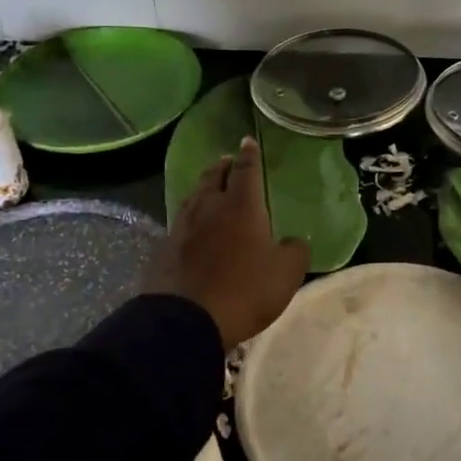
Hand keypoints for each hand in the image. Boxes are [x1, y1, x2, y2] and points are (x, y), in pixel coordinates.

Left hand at [142, 137, 310, 349]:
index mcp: (242, 207)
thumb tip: (293, 241)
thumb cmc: (244, 290)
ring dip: (205, 187)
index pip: (246, 171)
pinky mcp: (165, 249)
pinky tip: (192, 225)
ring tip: (210, 186)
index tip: (247, 141)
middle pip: (215, 177)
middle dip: (223, 167)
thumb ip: (295, 251)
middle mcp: (210, 208)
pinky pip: (181, 222)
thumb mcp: (286, 274)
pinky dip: (191, 215)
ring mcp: (183, 227)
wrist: (186, 320)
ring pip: (194, 197)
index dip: (249, 155)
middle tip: (228, 161)